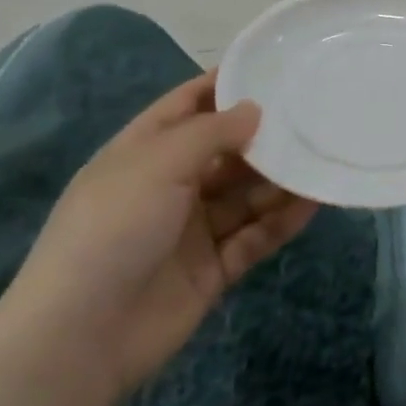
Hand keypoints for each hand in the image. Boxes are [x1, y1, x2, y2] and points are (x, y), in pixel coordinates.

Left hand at [0, 72, 316, 405]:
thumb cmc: (112, 230)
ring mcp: (192, 230)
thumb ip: (212, 133)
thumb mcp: (157, 165)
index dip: (224, 86)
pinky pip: (255, 236)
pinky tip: (314, 202)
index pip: (187, 107)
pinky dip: (282, 220)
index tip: (272, 68)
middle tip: (315, 115)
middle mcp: (169, 186)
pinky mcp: (213, 268)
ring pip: (246, 195)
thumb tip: (255, 109)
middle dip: (265, 136)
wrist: (82, 337)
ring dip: (280, 179)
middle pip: (226, 152)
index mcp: (143, 154)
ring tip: (323, 157)